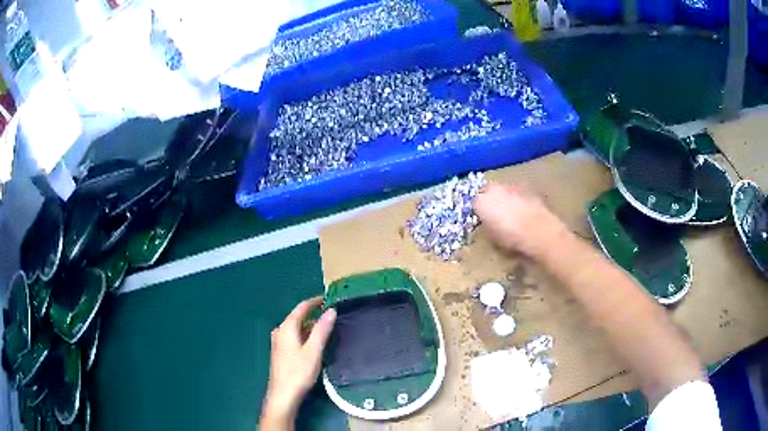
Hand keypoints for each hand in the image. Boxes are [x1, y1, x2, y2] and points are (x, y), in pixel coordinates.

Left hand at [261, 297, 335, 428]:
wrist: (283, 395)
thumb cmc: (298, 372)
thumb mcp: (313, 350)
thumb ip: (322, 330)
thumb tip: (331, 310)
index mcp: (286, 327)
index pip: (301, 308)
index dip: (314, 302)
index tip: (328, 298)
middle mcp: (280, 331)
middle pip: (298, 317)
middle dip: (314, 315)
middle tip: (331, 316)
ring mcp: (279, 342)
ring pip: (297, 328)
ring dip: (310, 327)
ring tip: (327, 329)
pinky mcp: (281, 352)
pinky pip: (295, 337)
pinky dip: (306, 336)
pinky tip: (315, 344)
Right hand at [473, 183, 570, 258]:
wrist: (539, 231)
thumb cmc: (511, 238)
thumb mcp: (492, 237)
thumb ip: (487, 226)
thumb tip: (488, 223)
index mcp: (481, 201)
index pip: (474, 204)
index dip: (479, 213)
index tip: (483, 221)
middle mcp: (494, 189)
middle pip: (489, 192)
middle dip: (491, 201)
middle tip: (496, 216)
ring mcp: (513, 187)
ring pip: (504, 192)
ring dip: (506, 199)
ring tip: (513, 215)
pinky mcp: (528, 189)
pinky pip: (519, 195)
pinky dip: (519, 201)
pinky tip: (525, 214)